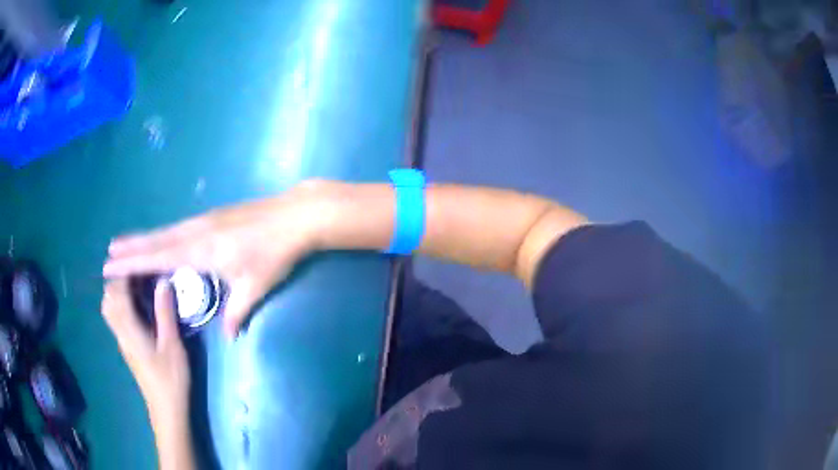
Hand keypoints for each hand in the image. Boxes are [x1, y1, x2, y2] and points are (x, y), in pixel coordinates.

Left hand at [101, 279, 188, 424]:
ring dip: (118, 291)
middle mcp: (120, 330)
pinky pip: (115, 315)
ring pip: (109, 307)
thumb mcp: (172, 345)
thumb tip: (162, 282)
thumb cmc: (170, 378)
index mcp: (129, 328)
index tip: (138, 259)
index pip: (117, 292)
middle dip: (119, 279)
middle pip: (108, 297)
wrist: (166, 407)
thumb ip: (165, 313)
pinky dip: (121, 302)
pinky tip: (137, 303)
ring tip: (137, 284)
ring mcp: (121, 338)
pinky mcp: (126, 344)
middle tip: (139, 271)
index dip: (124, 273)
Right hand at [103, 183, 324, 336]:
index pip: (157, 258)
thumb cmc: (274, 254)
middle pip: (156, 241)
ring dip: (143, 238)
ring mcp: (203, 221)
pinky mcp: (212, 217)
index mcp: (200, 250)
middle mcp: (195, 232)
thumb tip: (230, 338)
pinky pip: (178, 228)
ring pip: (165, 232)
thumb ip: (237, 313)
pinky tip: (158, 240)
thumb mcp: (254, 287)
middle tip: (108, 252)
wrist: (294, 217)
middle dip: (130, 247)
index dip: (133, 262)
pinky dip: (161, 235)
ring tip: (123, 244)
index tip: (111, 264)